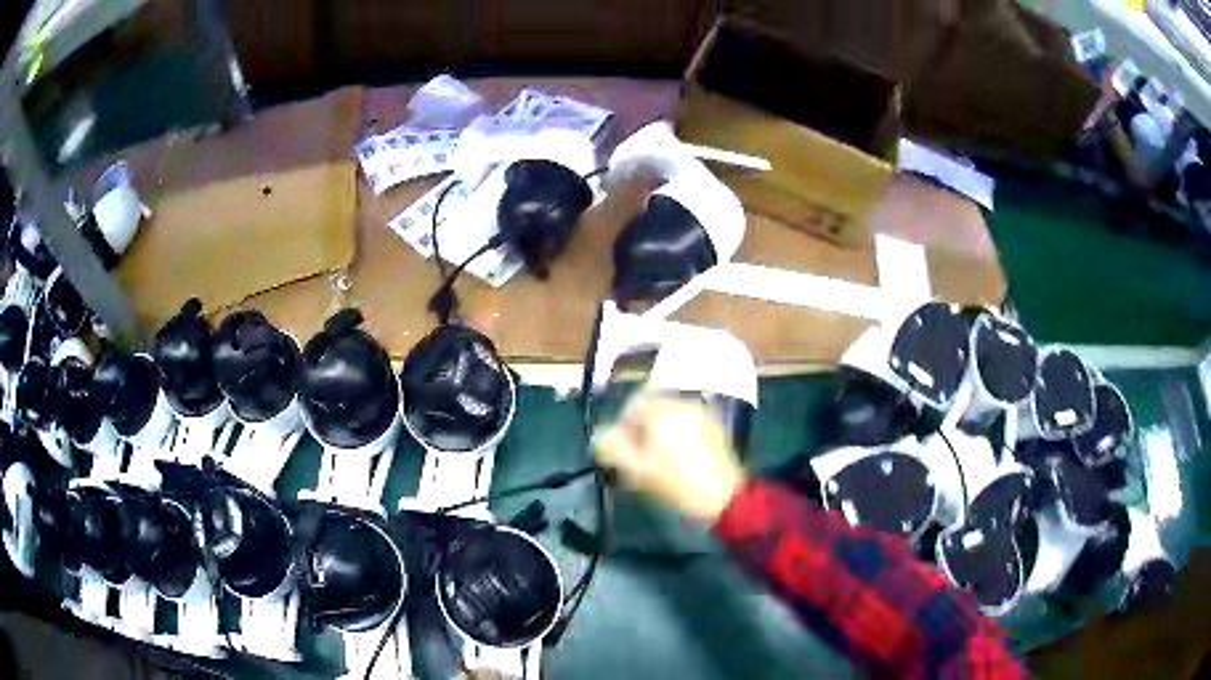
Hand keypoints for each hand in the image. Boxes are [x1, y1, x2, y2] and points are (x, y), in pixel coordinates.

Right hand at [593, 394, 745, 523]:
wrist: (723, 499)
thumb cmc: (674, 483)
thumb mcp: (633, 469)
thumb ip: (610, 447)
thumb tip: (600, 437)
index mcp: (662, 408)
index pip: (632, 404)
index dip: (621, 427)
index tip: (620, 452)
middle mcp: (684, 404)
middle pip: (653, 410)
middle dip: (641, 432)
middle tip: (636, 461)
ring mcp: (704, 416)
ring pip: (672, 420)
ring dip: (660, 436)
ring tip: (657, 465)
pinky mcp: (717, 431)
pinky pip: (689, 428)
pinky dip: (679, 440)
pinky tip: (679, 464)